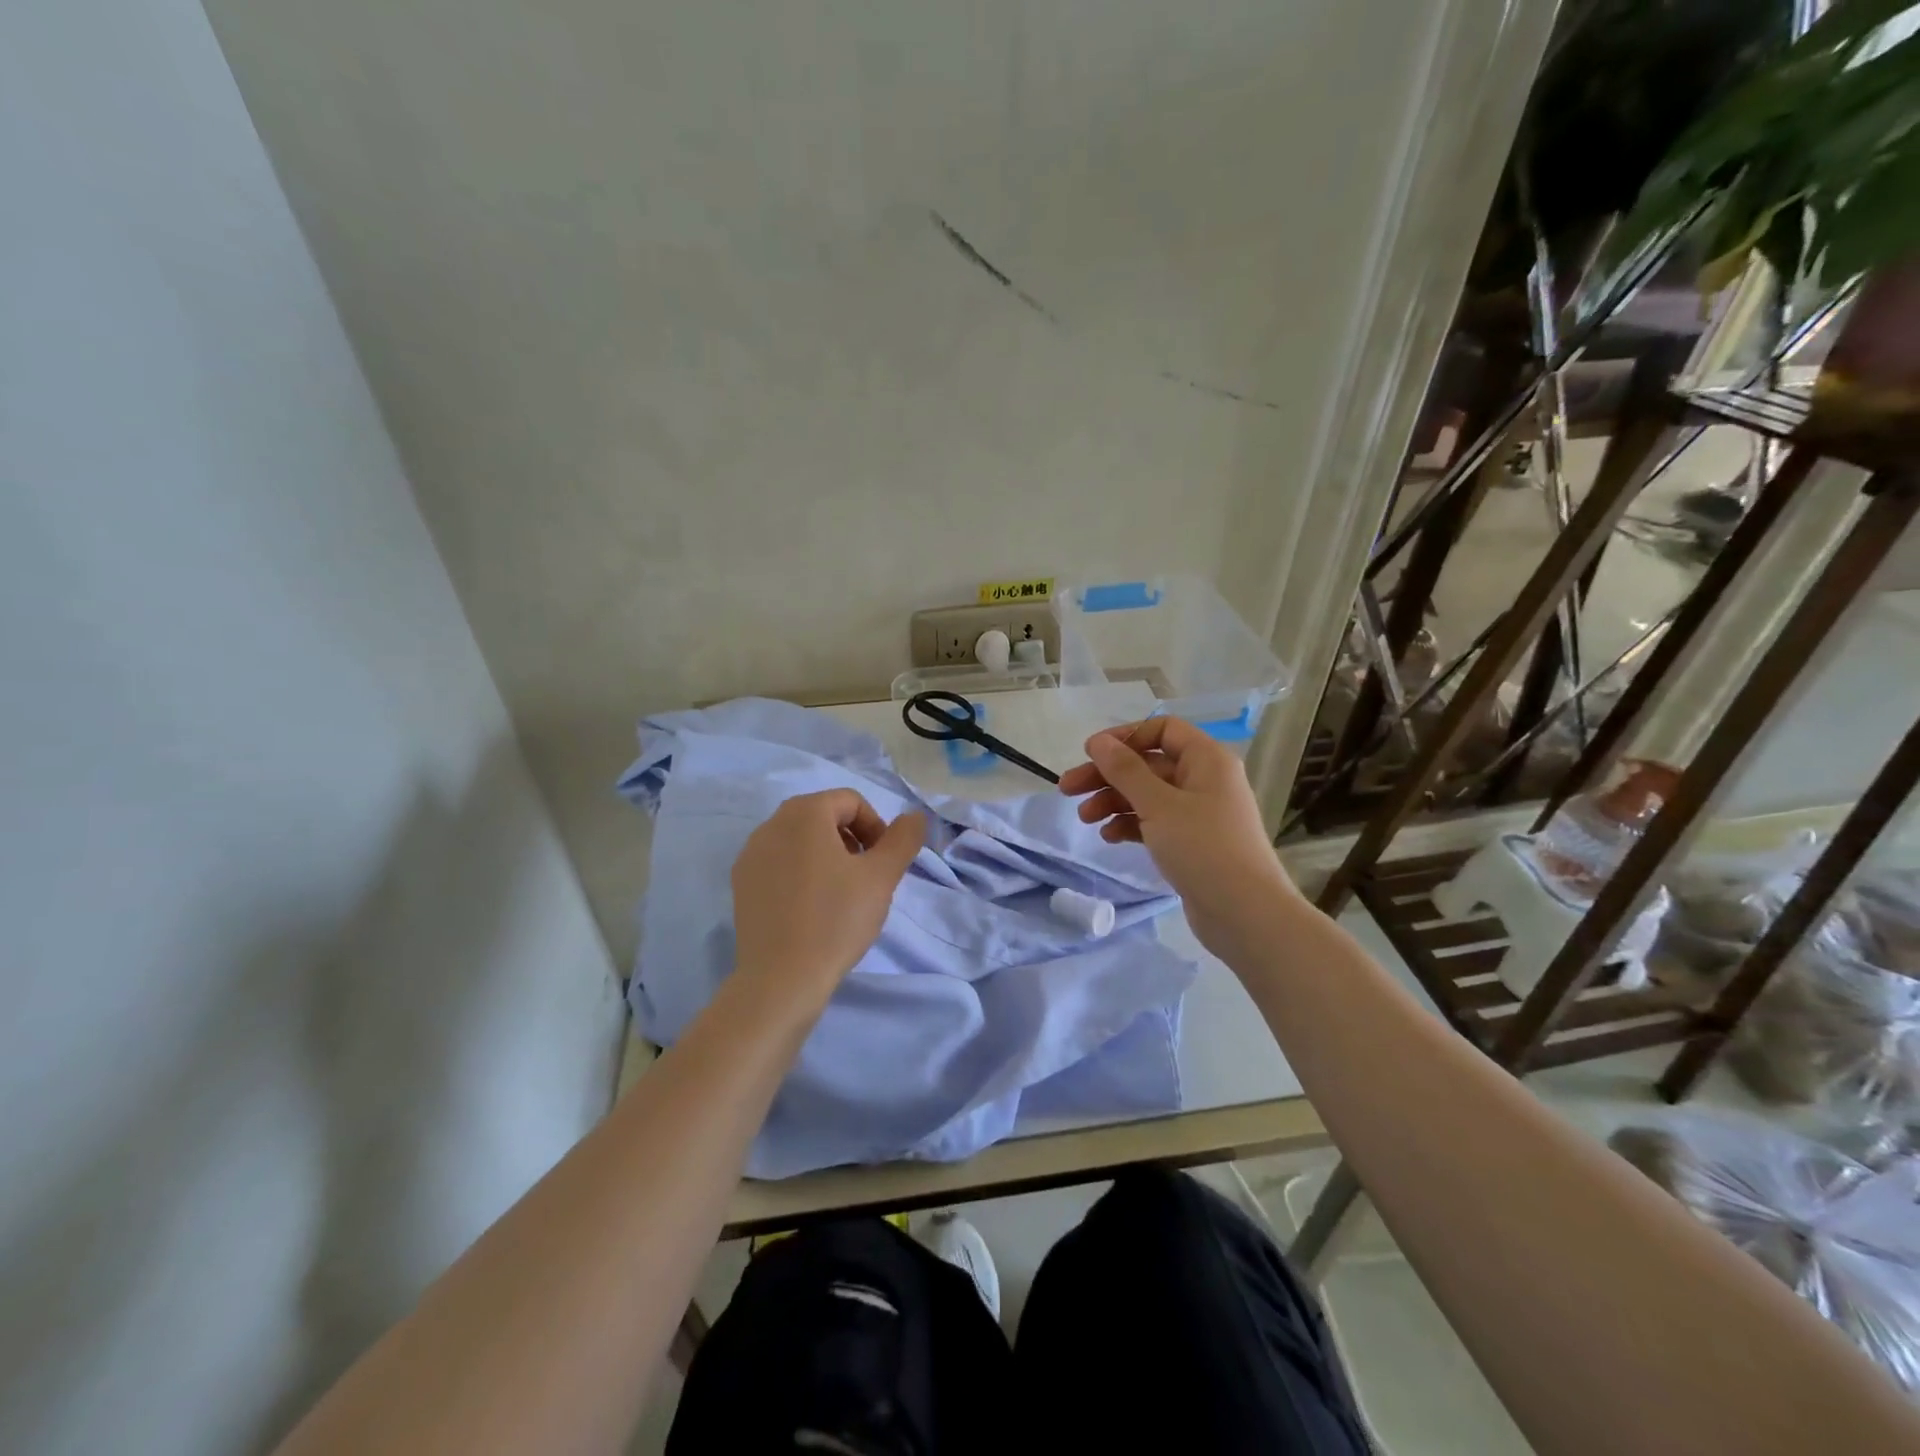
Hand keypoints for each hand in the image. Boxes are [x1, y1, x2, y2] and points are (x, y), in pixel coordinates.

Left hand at [730, 789, 926, 1007]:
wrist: (781, 979)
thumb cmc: (836, 919)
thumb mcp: (882, 877)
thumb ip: (903, 839)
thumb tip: (914, 817)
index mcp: (804, 813)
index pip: (851, 801)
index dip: (876, 827)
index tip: (883, 864)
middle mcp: (771, 824)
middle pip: (823, 816)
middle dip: (851, 840)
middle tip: (865, 878)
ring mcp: (751, 854)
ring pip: (800, 840)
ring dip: (827, 856)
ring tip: (840, 895)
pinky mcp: (741, 883)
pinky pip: (779, 863)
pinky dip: (800, 873)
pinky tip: (811, 909)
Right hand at [1060, 718, 1296, 962]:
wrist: (1246, 914)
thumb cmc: (1203, 848)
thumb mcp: (1158, 804)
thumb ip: (1125, 770)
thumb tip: (1098, 741)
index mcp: (1206, 759)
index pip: (1162, 730)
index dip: (1125, 737)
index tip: (1091, 754)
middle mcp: (1205, 780)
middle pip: (1148, 764)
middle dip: (1107, 775)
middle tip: (1068, 789)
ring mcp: (1200, 813)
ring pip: (1148, 795)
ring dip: (1114, 801)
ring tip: (1084, 818)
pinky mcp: (1192, 842)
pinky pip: (1155, 822)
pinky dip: (1131, 824)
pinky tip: (1109, 836)